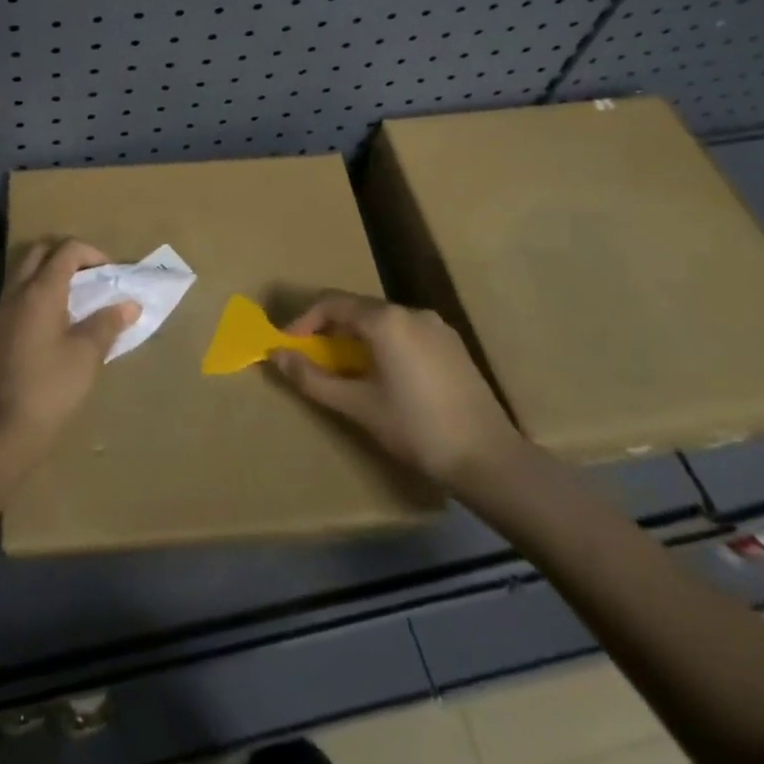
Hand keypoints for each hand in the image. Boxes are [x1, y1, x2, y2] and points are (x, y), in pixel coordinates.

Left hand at [0, 239, 139, 454]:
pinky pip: (21, 291)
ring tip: (79, 296)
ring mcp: (5, 308)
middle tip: (92, 277)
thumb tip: (129, 304)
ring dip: (52, 272)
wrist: (11, 424)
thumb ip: (108, 322)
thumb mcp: (88, 352)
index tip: (111, 274)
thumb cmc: (54, 384)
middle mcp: (19, 291)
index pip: (67, 250)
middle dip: (69, 256)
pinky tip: (60, 317)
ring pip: (27, 270)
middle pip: (41, 251)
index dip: (93, 254)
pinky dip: (41, 290)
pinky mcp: (1, 327)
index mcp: (41, 290)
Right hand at [270, 291, 522, 490]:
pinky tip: (381, 375)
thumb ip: (311, 378)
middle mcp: (411, 312)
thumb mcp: (356, 406)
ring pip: (382, 321)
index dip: (303, 321)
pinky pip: (405, 332)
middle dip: (328, 328)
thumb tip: (275, 356)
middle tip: (309, 356)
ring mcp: (436, 327)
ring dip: (355, 336)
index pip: (331, 303)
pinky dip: (382, 343)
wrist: (488, 459)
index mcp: (386, 320)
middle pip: (357, 308)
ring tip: (342, 367)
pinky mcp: (452, 345)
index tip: (286, 345)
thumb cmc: (415, 429)